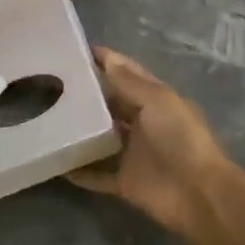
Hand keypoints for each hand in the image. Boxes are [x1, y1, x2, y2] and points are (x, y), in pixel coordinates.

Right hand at [66, 49, 235, 239]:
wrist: (197, 194)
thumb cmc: (180, 139)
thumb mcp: (157, 101)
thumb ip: (130, 82)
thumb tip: (107, 57)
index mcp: (154, 100)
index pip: (126, 74)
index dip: (105, 61)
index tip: (73, 50)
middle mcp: (141, 124)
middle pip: (109, 105)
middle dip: (85, 95)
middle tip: (49, 83)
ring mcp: (132, 153)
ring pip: (99, 138)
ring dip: (78, 131)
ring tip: (46, 118)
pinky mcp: (123, 181)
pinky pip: (96, 174)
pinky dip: (78, 171)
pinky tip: (54, 161)